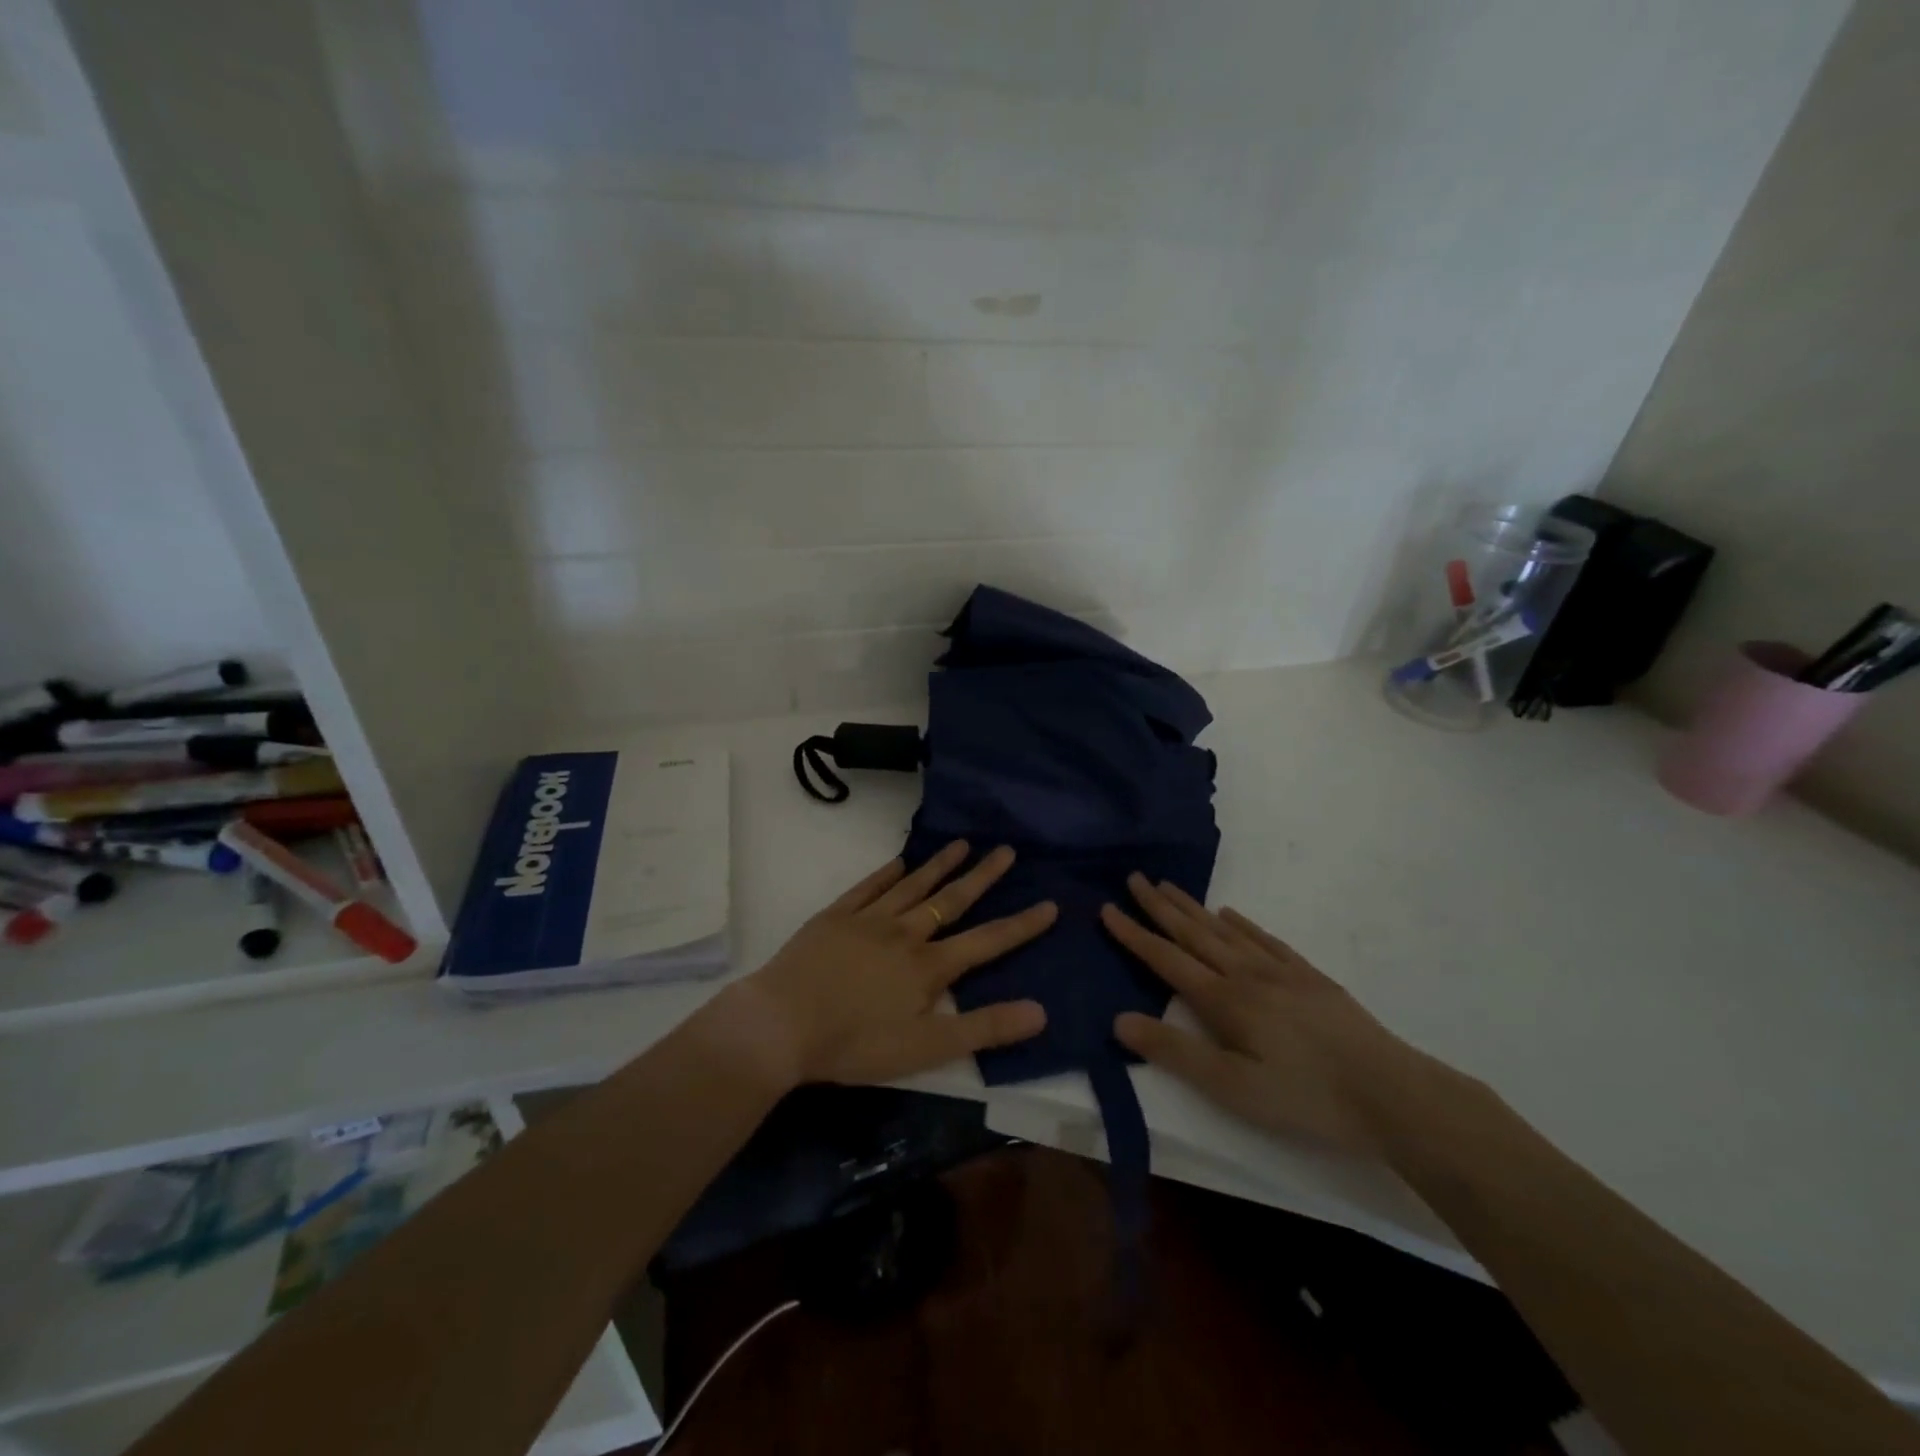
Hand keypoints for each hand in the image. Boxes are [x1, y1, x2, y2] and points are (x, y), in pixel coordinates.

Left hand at [726, 841, 1055, 1087]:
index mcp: (929, 967)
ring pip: (913, 885)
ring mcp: (868, 919)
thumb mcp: (927, 1049)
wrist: (781, 1024)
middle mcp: (905, 933)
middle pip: (951, 900)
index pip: (987, 941)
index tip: (1050, 904)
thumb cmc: (855, 1044)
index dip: (1021, 925)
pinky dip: (887, 872)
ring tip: (963, 844)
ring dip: (940, 864)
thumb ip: (984, 1029)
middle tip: (1007, 850)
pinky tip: (900, 860)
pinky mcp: (835, 916)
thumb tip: (1040, 1011)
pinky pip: (868, 886)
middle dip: (983, 876)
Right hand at [1103, 875, 1440, 1154]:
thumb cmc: (1306, 1098)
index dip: (1134, 934)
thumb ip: (1174, 1052)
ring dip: (1193, 907)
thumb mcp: (1232, 1088)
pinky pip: (1265, 939)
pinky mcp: (1309, 978)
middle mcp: (1247, 974)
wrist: (1392, 1094)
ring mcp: (1281, 972)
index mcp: (1224, 1000)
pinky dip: (1242, 924)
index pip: (1167, 959)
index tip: (1107, 908)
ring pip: (1225, 930)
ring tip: (1168, 886)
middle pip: (1194, 933)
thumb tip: (1119, 1019)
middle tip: (1134, 877)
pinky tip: (1231, 915)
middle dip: (1159, 906)